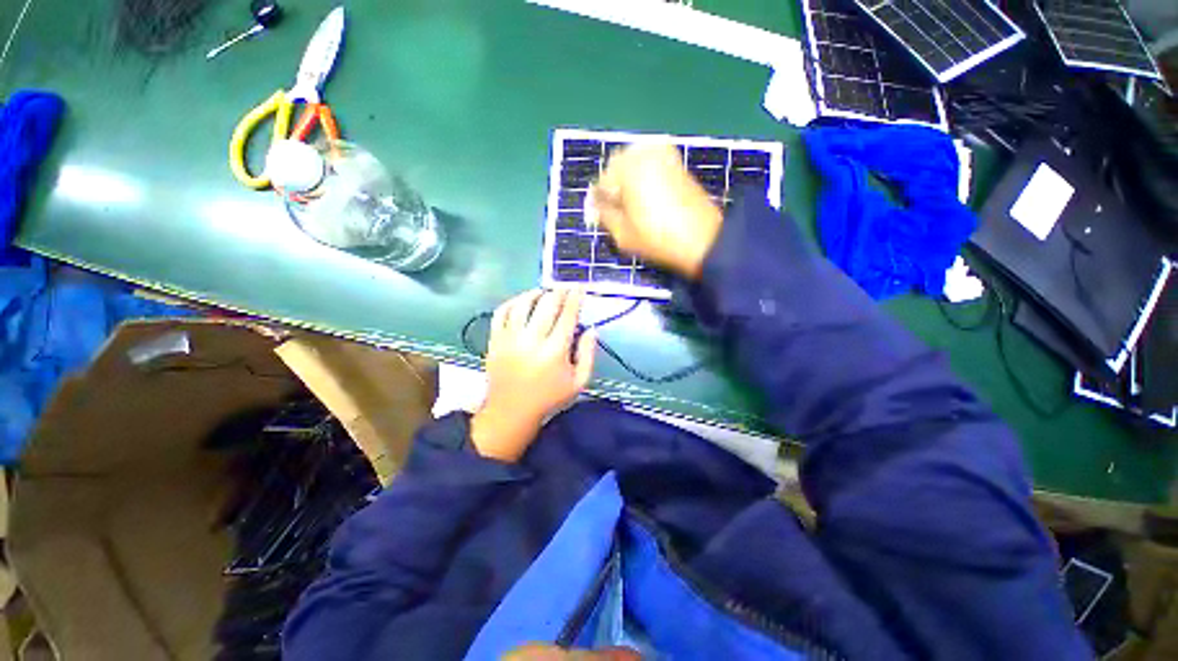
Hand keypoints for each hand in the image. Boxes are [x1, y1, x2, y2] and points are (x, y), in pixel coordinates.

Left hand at [471, 288, 595, 461]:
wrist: (511, 412)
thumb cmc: (549, 398)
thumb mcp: (578, 382)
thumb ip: (588, 354)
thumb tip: (592, 329)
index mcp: (554, 352)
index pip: (567, 316)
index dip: (575, 298)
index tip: (579, 287)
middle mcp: (531, 341)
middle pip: (546, 305)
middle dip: (558, 291)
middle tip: (564, 287)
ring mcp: (509, 339)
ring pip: (522, 304)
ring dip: (536, 293)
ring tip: (544, 292)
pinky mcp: (495, 341)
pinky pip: (501, 313)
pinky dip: (513, 302)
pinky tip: (522, 301)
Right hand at [588, 144, 722, 278]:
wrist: (704, 240)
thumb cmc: (659, 240)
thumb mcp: (623, 235)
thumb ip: (604, 216)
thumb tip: (597, 205)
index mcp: (628, 169)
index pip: (602, 182)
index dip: (600, 201)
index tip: (604, 216)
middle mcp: (644, 153)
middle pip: (617, 166)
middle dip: (615, 186)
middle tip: (619, 210)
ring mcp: (663, 154)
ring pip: (634, 162)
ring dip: (628, 179)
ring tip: (635, 205)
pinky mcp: (677, 161)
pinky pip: (651, 162)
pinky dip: (644, 175)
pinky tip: (649, 197)